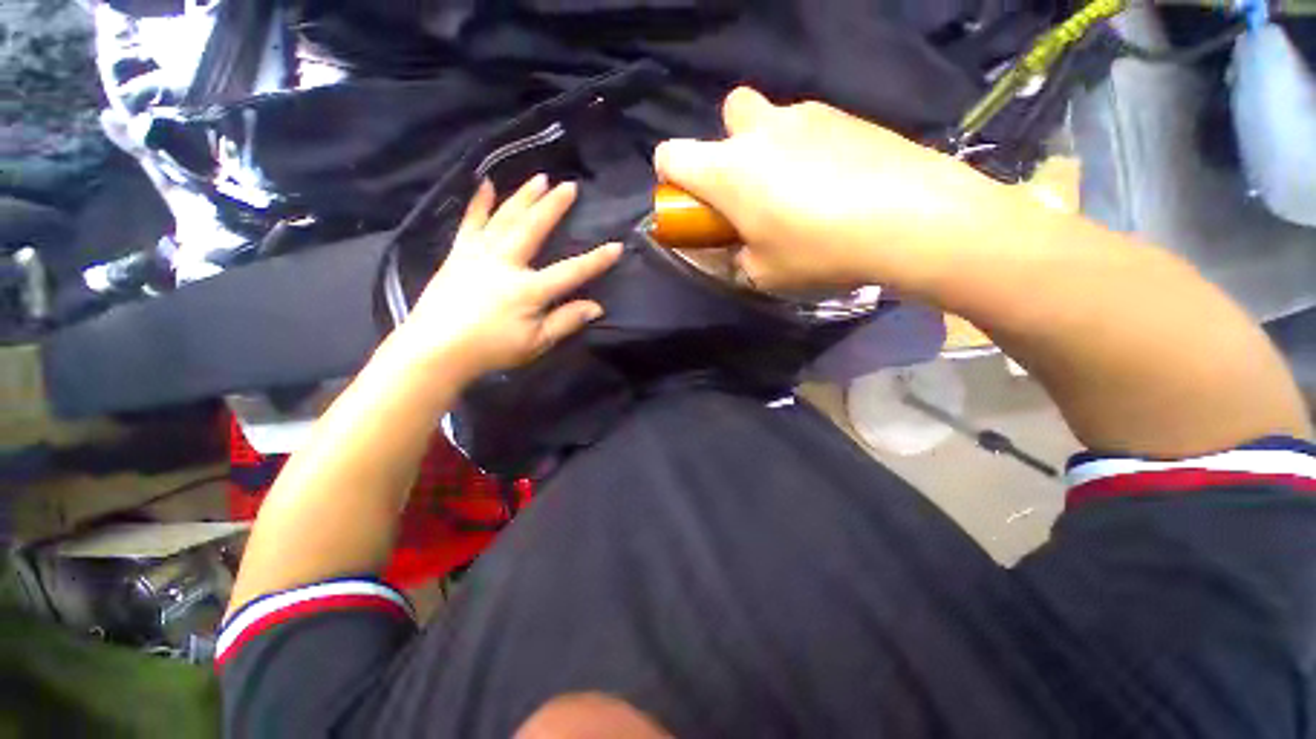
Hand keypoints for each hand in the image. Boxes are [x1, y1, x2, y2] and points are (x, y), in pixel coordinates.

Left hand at [396, 175, 621, 379]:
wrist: (435, 349)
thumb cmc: (491, 349)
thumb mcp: (536, 343)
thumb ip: (566, 321)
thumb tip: (596, 308)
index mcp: (528, 289)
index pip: (571, 271)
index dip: (596, 260)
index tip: (616, 246)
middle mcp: (505, 263)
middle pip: (534, 229)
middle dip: (554, 207)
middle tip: (569, 186)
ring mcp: (479, 254)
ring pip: (505, 218)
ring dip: (524, 197)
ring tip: (539, 178)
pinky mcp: (458, 254)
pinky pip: (470, 223)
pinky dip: (478, 203)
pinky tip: (485, 185)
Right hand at [654, 88, 1021, 295]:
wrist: (911, 218)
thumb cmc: (818, 250)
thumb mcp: (763, 273)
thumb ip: (738, 258)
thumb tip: (739, 248)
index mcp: (728, 170)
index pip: (671, 155)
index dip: (670, 177)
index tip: (691, 203)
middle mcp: (760, 130)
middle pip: (726, 115)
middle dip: (728, 148)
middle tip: (751, 190)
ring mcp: (806, 114)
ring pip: (771, 118)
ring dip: (770, 149)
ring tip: (800, 192)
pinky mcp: (846, 115)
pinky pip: (810, 126)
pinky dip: (809, 149)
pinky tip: (835, 183)